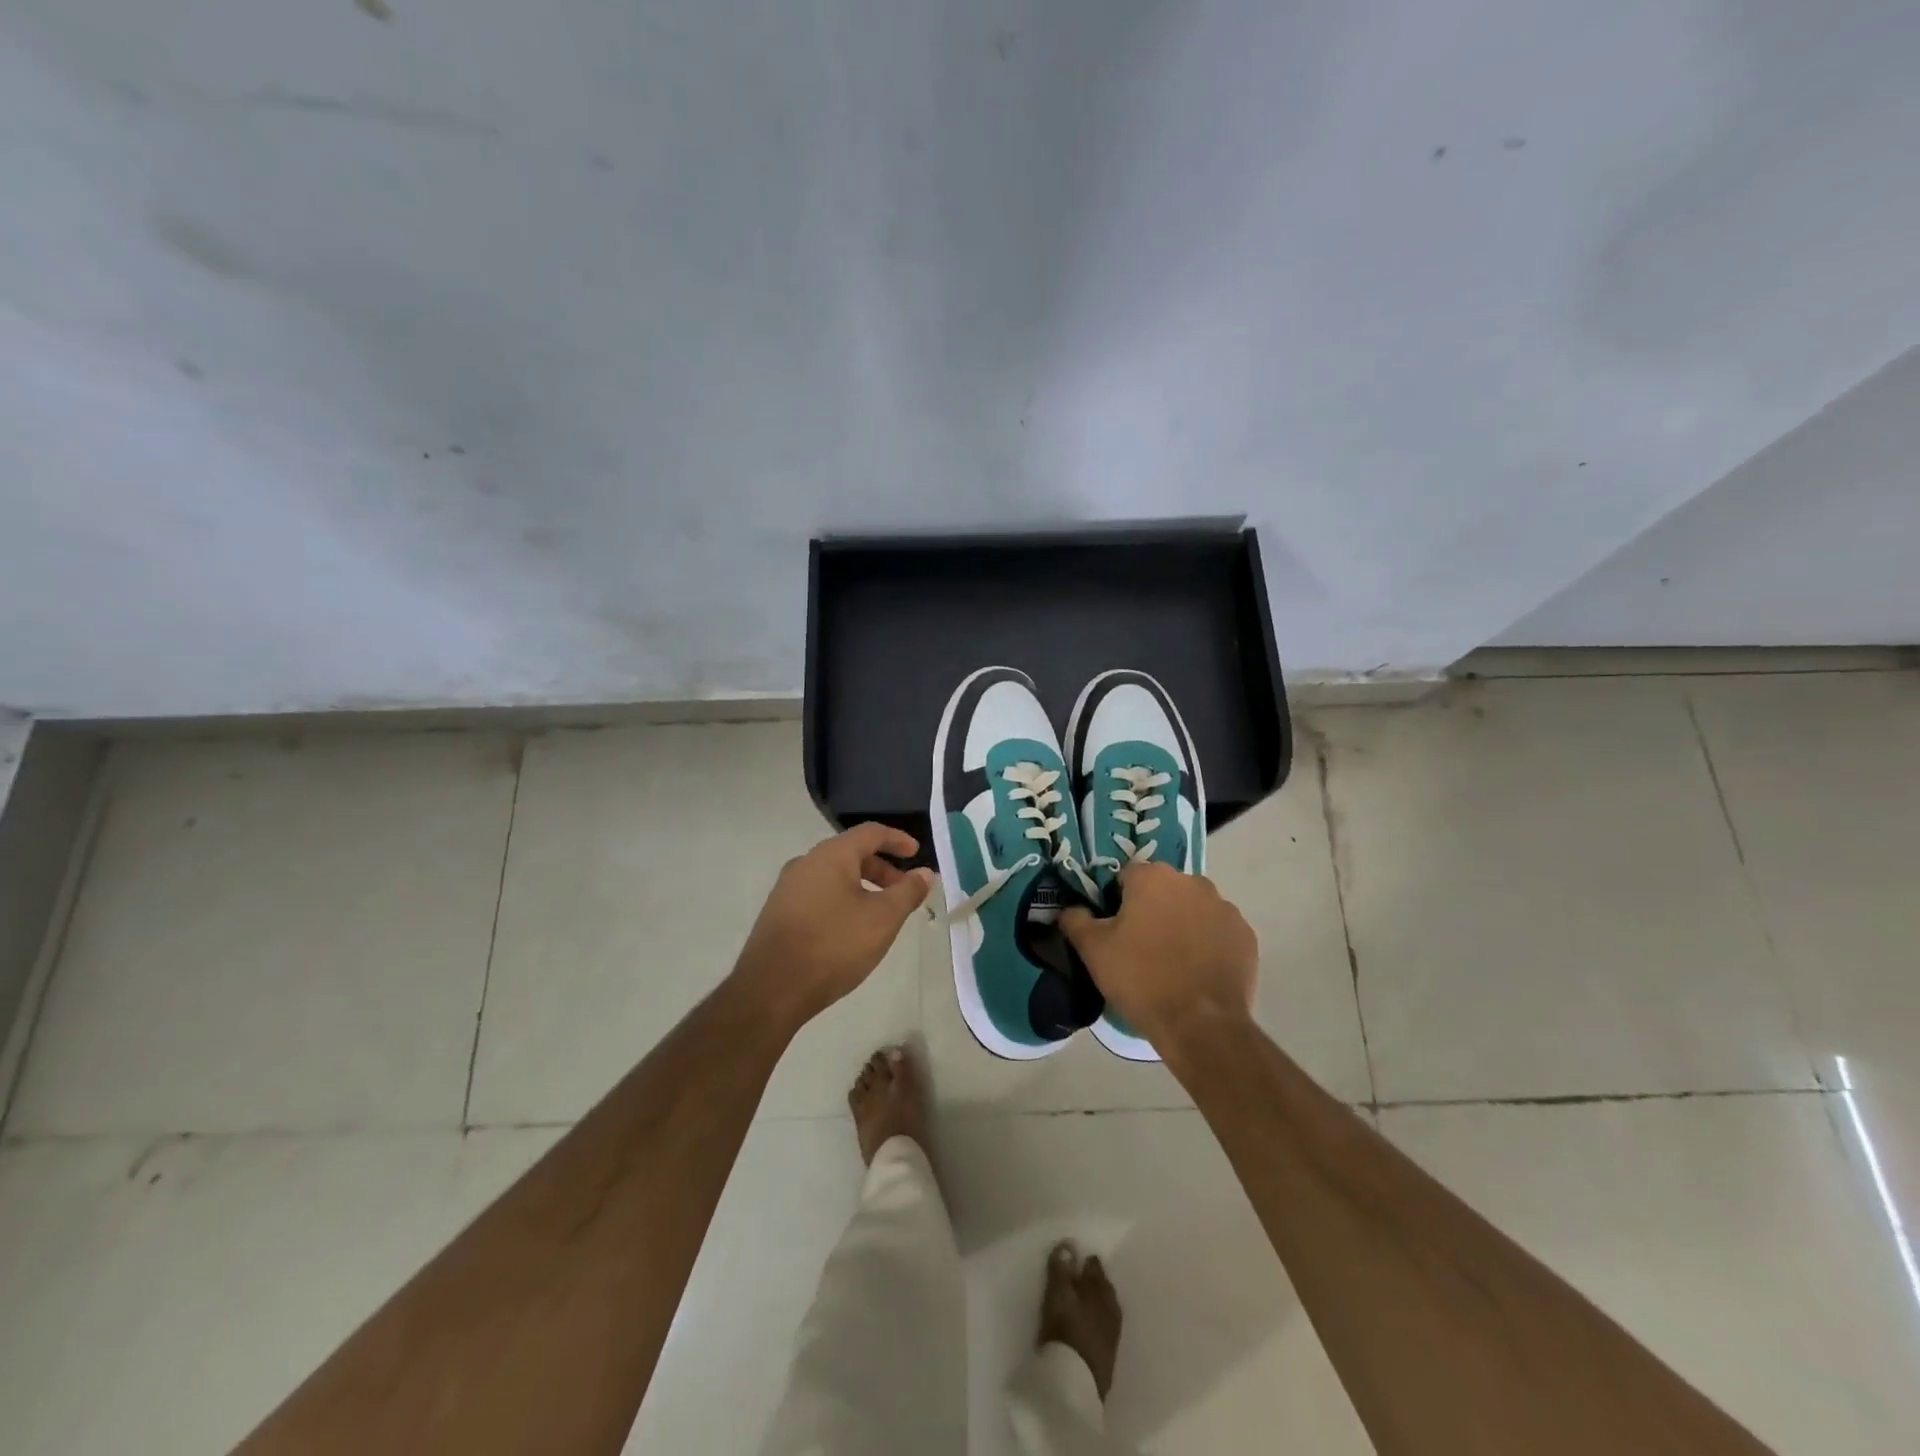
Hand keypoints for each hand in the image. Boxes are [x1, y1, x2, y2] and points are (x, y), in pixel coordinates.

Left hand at [733, 823, 934, 1026]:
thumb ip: (907, 892)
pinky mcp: (778, 913)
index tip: (916, 854)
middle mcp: (805, 863)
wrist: (771, 989)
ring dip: (861, 886)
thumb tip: (925, 873)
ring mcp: (787, 888)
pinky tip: (850, 928)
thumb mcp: (882, 918)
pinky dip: (841, 900)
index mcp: (831, 855)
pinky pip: (818, 894)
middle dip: (881, 868)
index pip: (870, 833)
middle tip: (903, 890)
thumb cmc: (834, 945)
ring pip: (833, 875)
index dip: (897, 840)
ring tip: (880, 913)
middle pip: (850, 853)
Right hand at [1059, 861, 1256, 1049]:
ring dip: (1181, 924)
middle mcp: (1192, 882)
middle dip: (1151, 909)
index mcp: (1153, 877)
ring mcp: (1224, 908)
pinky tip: (1197, 971)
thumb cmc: (1141, 978)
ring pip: (1192, 909)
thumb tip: (1069, 909)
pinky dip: (1208, 943)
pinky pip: (1218, 931)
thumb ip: (1075, 920)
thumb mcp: (1093, 950)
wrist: (1201, 1024)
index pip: (1126, 876)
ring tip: (1171, 962)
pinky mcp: (1245, 935)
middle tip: (1140, 946)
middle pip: (1163, 890)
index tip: (1114, 929)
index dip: (1116, 900)